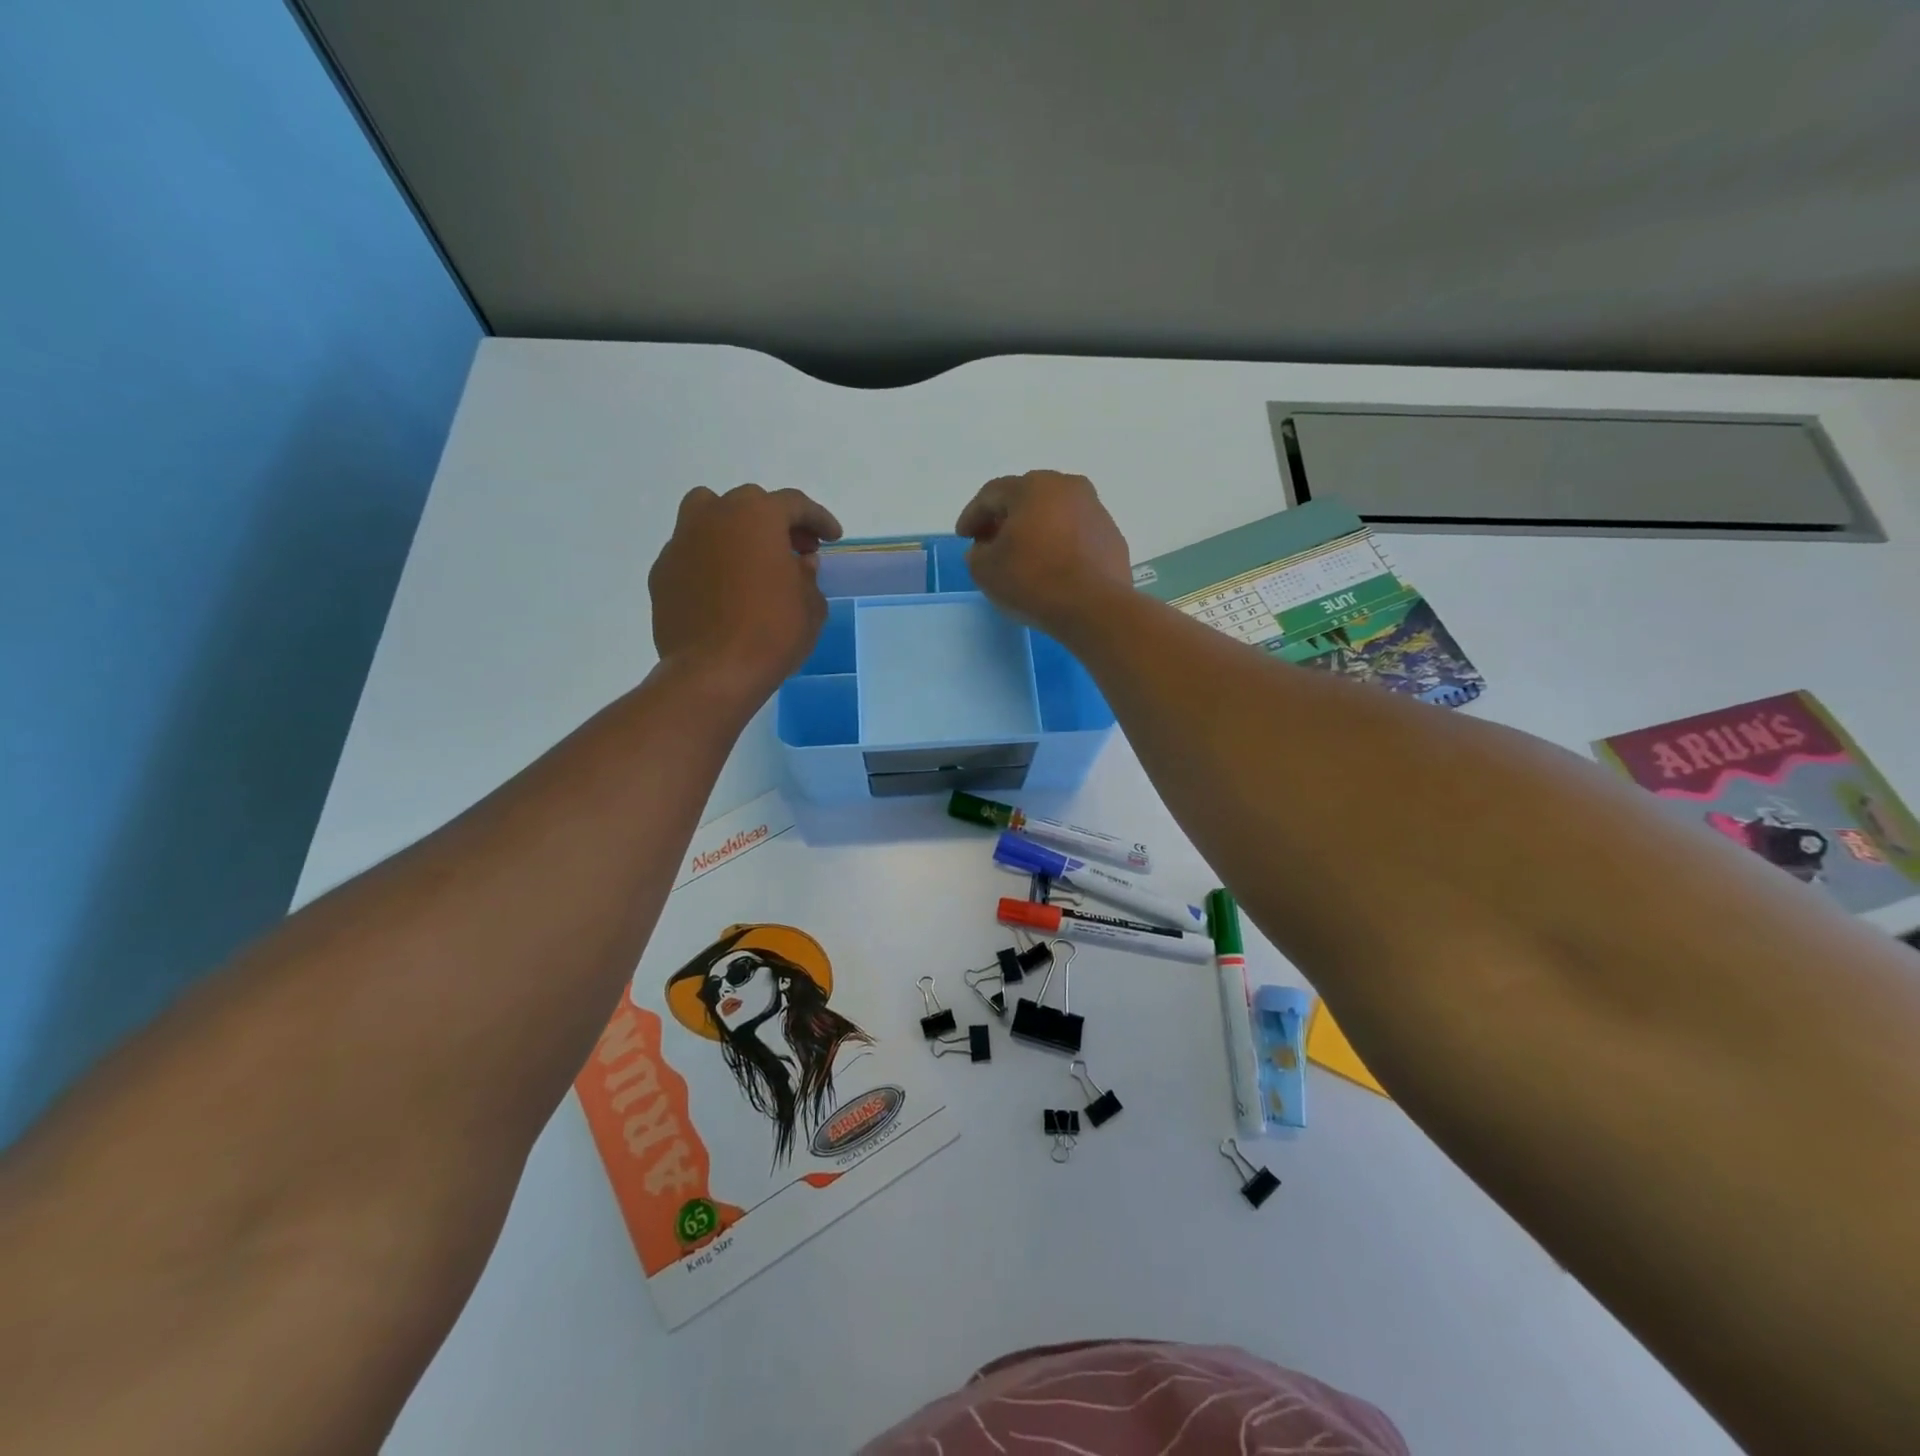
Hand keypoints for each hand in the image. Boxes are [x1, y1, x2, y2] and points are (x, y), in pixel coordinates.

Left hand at [649, 484, 842, 701]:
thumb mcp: (811, 607)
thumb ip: (808, 576)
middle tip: (793, 550)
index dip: (818, 519)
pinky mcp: (662, 573)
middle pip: (749, 503)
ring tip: (749, 559)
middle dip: (775, 522)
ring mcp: (681, 542)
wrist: (713, 672)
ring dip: (732, 529)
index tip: (831, 538)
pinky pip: (691, 553)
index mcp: (757, 516)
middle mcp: (714, 517)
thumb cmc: (772, 633)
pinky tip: (722, 589)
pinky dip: (709, 560)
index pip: (794, 504)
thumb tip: (799, 564)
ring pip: (707, 515)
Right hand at [955, 471, 1132, 635]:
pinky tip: (1053, 567)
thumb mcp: (985, 570)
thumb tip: (986, 548)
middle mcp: (1068, 487)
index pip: (992, 494)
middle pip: (1027, 498)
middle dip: (1005, 518)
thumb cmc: (1033, 581)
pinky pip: (1076, 534)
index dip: (973, 515)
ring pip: (1055, 514)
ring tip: (1024, 556)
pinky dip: (1060, 544)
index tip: (964, 537)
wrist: (1094, 608)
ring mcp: (1095, 510)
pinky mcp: (1112, 536)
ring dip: (1036, 530)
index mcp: (1033, 487)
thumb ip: (977, 553)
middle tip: (991, 542)